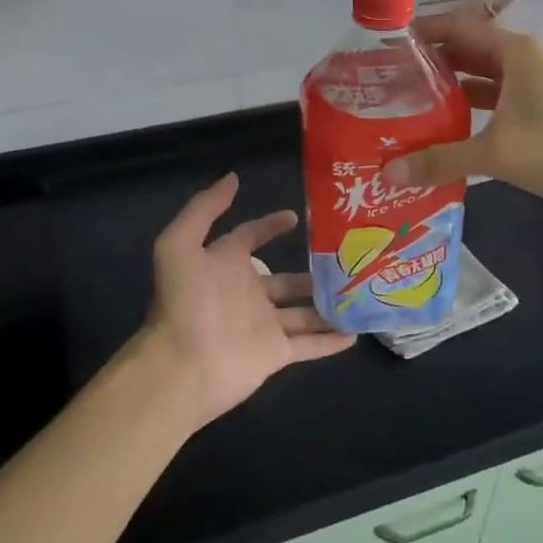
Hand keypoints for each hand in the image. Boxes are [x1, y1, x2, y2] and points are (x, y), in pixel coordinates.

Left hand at [134, 173, 353, 430]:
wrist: (182, 364)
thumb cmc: (183, 301)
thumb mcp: (180, 244)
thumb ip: (205, 209)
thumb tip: (233, 177)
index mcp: (225, 264)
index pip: (251, 237)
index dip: (271, 225)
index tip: (297, 216)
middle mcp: (248, 292)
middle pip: (287, 279)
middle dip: (314, 270)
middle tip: (349, 259)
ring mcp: (264, 324)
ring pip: (304, 311)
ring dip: (329, 304)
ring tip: (362, 292)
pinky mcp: (275, 354)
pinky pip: (309, 345)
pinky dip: (331, 341)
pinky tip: (356, 332)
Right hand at [385, 8, 542, 220]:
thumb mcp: (496, 152)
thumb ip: (440, 160)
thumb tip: (388, 173)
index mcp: (511, 52)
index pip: (456, 26)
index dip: (421, 31)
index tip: (384, 44)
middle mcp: (518, 62)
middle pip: (464, 52)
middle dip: (428, 62)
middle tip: (386, 80)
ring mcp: (529, 89)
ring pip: (478, 80)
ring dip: (447, 90)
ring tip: (405, 104)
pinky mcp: (536, 116)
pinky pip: (491, 105)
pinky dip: (467, 113)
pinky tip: (441, 131)